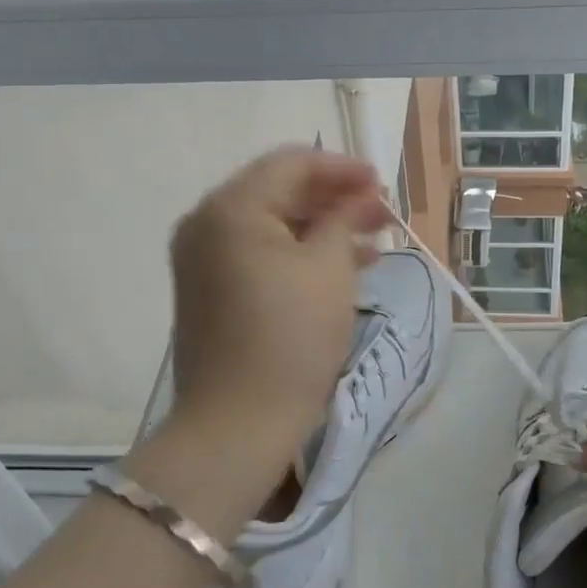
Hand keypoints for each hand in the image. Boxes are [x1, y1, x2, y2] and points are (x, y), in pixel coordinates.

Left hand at [166, 148, 388, 472]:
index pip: (291, 164)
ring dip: (322, 227)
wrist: (239, 423)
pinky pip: (261, 254)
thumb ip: (344, 218)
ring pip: (273, 225)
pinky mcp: (211, 291)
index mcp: (231, 208)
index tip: (382, 183)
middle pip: (279, 191)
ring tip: (373, 241)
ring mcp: (204, 260)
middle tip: (382, 214)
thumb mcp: (329, 267)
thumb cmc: (291, 336)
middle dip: (334, 199)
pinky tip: (343, 267)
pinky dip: (300, 254)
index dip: (342, 169)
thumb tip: (358, 195)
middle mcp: (207, 224)